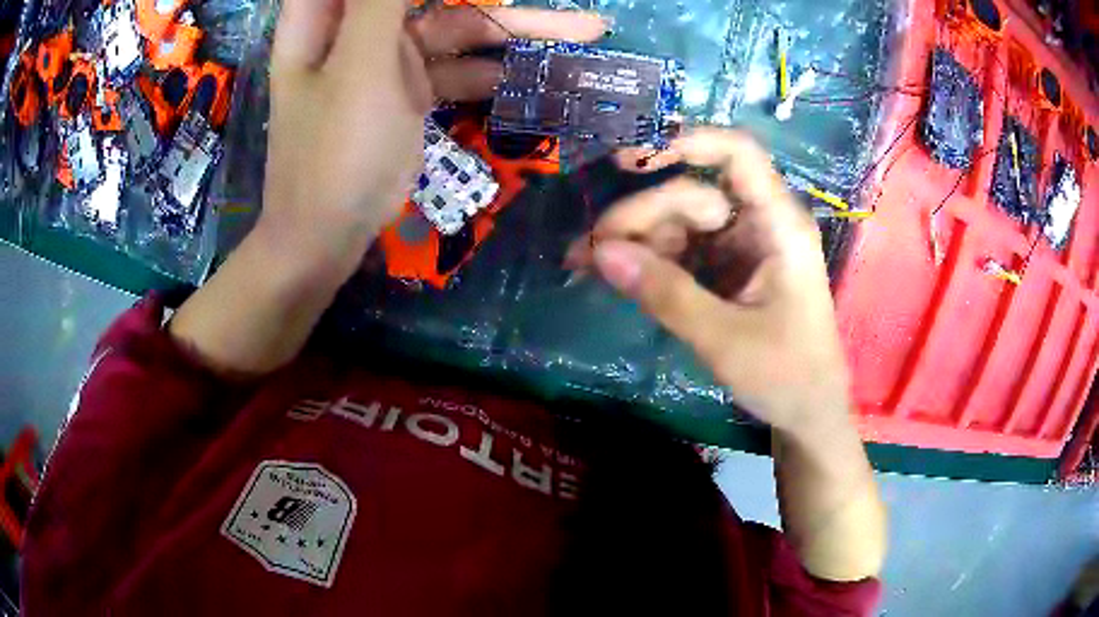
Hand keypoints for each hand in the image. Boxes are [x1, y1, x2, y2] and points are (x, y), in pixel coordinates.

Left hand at [259, 0, 605, 271]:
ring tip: (585, 31)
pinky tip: (544, 76)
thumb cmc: (333, 154)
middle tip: (570, 12)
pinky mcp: (409, 90)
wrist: (325, 240)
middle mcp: (359, 26)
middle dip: (496, 2)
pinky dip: (497, 71)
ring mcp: (386, 58)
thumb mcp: (363, 65)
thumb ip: (385, 0)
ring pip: (457, 28)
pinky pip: (459, 68)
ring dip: (515, 33)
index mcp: (330, 13)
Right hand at [569, 129, 852, 435]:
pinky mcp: (725, 273)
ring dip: (634, 241)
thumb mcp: (725, 338)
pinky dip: (646, 263)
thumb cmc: (786, 375)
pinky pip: (680, 254)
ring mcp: (740, 249)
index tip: (631, 160)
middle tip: (588, 251)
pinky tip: (612, 275)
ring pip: (678, 224)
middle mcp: (758, 226)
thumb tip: (601, 252)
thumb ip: (665, 293)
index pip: (738, 155)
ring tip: (585, 265)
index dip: (688, 142)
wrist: (806, 415)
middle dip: (639, 217)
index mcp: (778, 226)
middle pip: (692, 196)